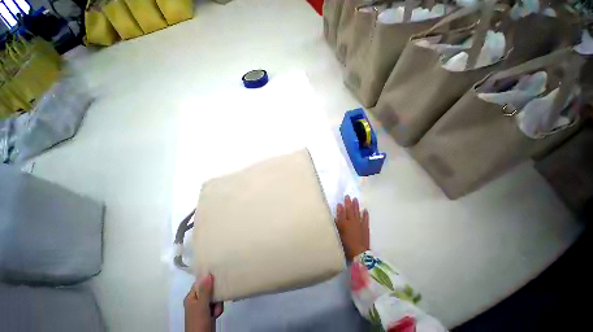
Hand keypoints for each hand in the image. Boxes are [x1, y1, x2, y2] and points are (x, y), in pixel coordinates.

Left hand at [184, 274, 223, 331]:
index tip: (217, 275)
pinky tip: (217, 314)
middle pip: (209, 289)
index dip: (208, 278)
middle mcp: (196, 301)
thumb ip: (205, 290)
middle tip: (217, 298)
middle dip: (215, 294)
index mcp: (191, 297)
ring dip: (218, 303)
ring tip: (216, 310)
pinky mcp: (209, 313)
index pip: (200, 282)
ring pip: (214, 297)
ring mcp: (203, 307)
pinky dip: (218, 308)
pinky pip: (216, 304)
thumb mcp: (201, 305)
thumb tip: (207, 273)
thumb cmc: (198, 322)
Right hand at [336, 196, 369, 260]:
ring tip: (355, 199)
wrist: (359, 253)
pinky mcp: (366, 227)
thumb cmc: (346, 246)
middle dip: (348, 202)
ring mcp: (359, 224)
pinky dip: (365, 214)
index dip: (340, 208)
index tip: (339, 202)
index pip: (341, 213)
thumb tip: (335, 218)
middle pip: (349, 210)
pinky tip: (365, 210)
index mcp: (344, 224)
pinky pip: (365, 219)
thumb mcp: (339, 236)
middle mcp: (351, 221)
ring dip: (356, 205)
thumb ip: (337, 226)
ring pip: (357, 212)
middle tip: (348, 196)